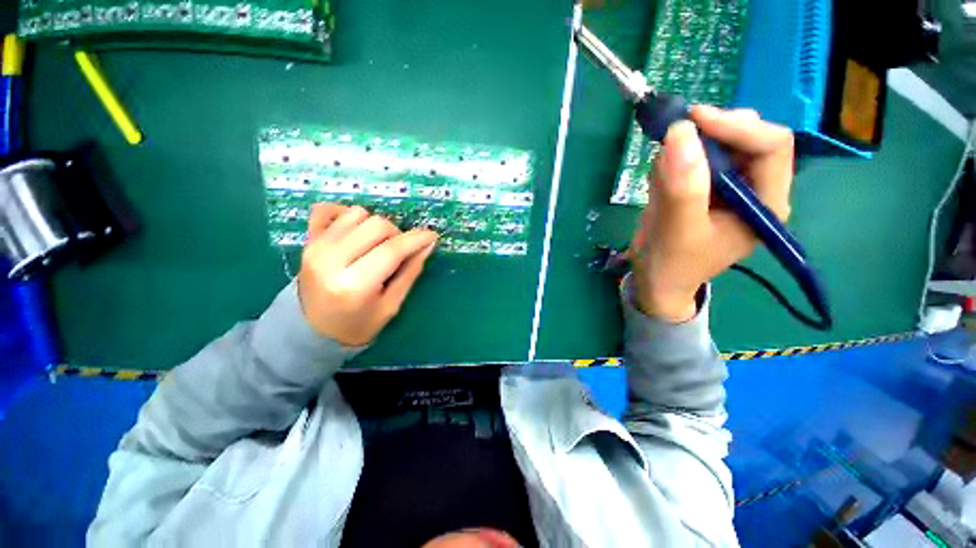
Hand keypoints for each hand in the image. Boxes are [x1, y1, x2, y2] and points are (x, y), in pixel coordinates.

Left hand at [297, 203, 437, 345]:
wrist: (313, 331)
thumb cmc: (358, 324)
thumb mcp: (392, 305)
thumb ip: (411, 272)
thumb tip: (428, 244)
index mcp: (354, 285)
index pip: (392, 250)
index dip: (416, 239)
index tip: (432, 236)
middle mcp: (331, 260)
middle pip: (376, 225)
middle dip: (396, 234)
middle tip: (399, 251)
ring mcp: (315, 247)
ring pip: (358, 213)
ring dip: (375, 226)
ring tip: (376, 245)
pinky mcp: (307, 241)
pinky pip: (326, 209)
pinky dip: (345, 214)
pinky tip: (355, 230)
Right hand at [630, 105, 793, 322]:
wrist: (655, 281)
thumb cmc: (672, 265)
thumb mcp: (678, 230)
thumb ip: (683, 186)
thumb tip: (680, 131)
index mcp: (766, 203)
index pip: (771, 146)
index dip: (736, 127)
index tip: (692, 120)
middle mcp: (754, 190)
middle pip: (747, 139)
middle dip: (711, 134)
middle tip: (674, 135)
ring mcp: (727, 188)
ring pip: (718, 146)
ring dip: (686, 151)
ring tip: (660, 178)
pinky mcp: (703, 189)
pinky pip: (693, 161)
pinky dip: (672, 163)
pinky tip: (658, 184)